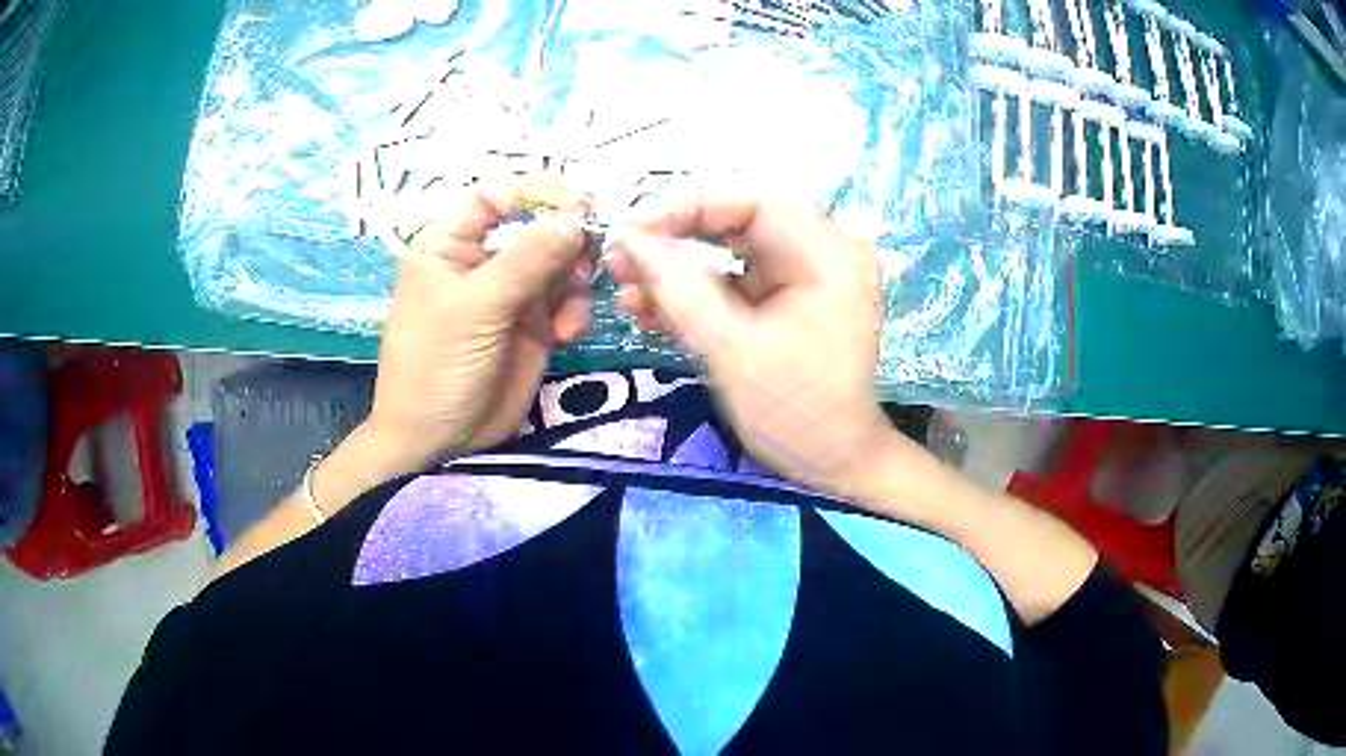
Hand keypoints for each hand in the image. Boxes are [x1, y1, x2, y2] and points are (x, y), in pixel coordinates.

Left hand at [367, 176, 594, 469]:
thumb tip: (576, 219)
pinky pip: (569, 300)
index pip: (497, 194)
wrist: (440, 442)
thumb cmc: (435, 367)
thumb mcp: (473, 310)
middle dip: (567, 238)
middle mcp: (484, 260)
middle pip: (538, 225)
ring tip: (570, 308)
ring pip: (561, 261)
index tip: (580, 205)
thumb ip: (524, 262)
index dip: (538, 192)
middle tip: (588, 257)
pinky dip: (576, 311)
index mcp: (451, 243)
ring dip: (576, 277)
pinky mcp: (535, 324)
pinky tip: (565, 336)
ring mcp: (512, 293)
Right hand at [613, 196, 890, 493]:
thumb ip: (680, 290)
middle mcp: (820, 256)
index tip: (634, 231)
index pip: (751, 204)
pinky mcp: (784, 306)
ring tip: (626, 295)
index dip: (687, 209)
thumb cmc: (797, 411)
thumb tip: (632, 241)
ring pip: (727, 259)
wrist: (832, 465)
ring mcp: (802, 282)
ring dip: (676, 276)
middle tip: (621, 264)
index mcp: (828, 254)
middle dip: (674, 245)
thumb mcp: (733, 350)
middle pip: (736, 228)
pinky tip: (649, 314)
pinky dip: (694, 300)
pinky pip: (733, 288)